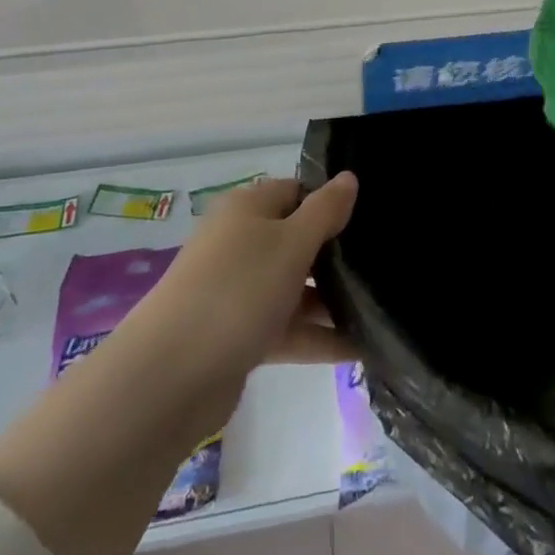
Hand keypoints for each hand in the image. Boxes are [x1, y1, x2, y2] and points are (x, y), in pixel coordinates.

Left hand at [139, 174, 358, 443]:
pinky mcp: (239, 335)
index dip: (332, 201)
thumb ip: (325, 210)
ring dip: (332, 299)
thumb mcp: (292, 242)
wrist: (169, 377)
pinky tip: (360, 348)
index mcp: (247, 209)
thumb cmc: (238, 290)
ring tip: (381, 309)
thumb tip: (348, 177)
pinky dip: (318, 336)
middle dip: (337, 254)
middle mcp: (240, 243)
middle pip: (297, 239)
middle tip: (386, 263)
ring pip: (294, 287)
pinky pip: (287, 327)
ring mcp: (238, 291)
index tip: (372, 218)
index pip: (297, 191)